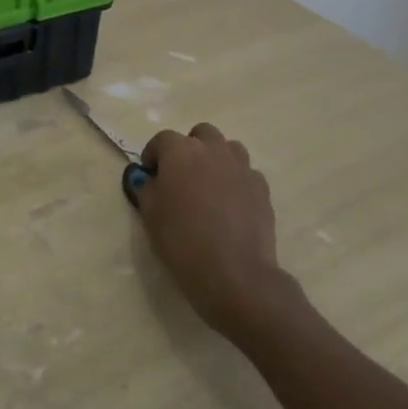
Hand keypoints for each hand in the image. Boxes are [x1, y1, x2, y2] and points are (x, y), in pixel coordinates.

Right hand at [135, 124, 295, 340]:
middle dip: (189, 149)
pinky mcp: (262, 188)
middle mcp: (213, 150)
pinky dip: (235, 181)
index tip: (150, 176)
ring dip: (215, 159)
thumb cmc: (182, 241)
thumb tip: (147, 179)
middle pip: (200, 134)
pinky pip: (245, 173)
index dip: (153, 156)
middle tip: (181, 177)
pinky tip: (230, 205)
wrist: (234, 273)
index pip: (162, 140)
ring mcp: (242, 167)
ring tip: (208, 187)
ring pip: (227, 148)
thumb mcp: (150, 215)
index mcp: (181, 151)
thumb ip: (146, 189)